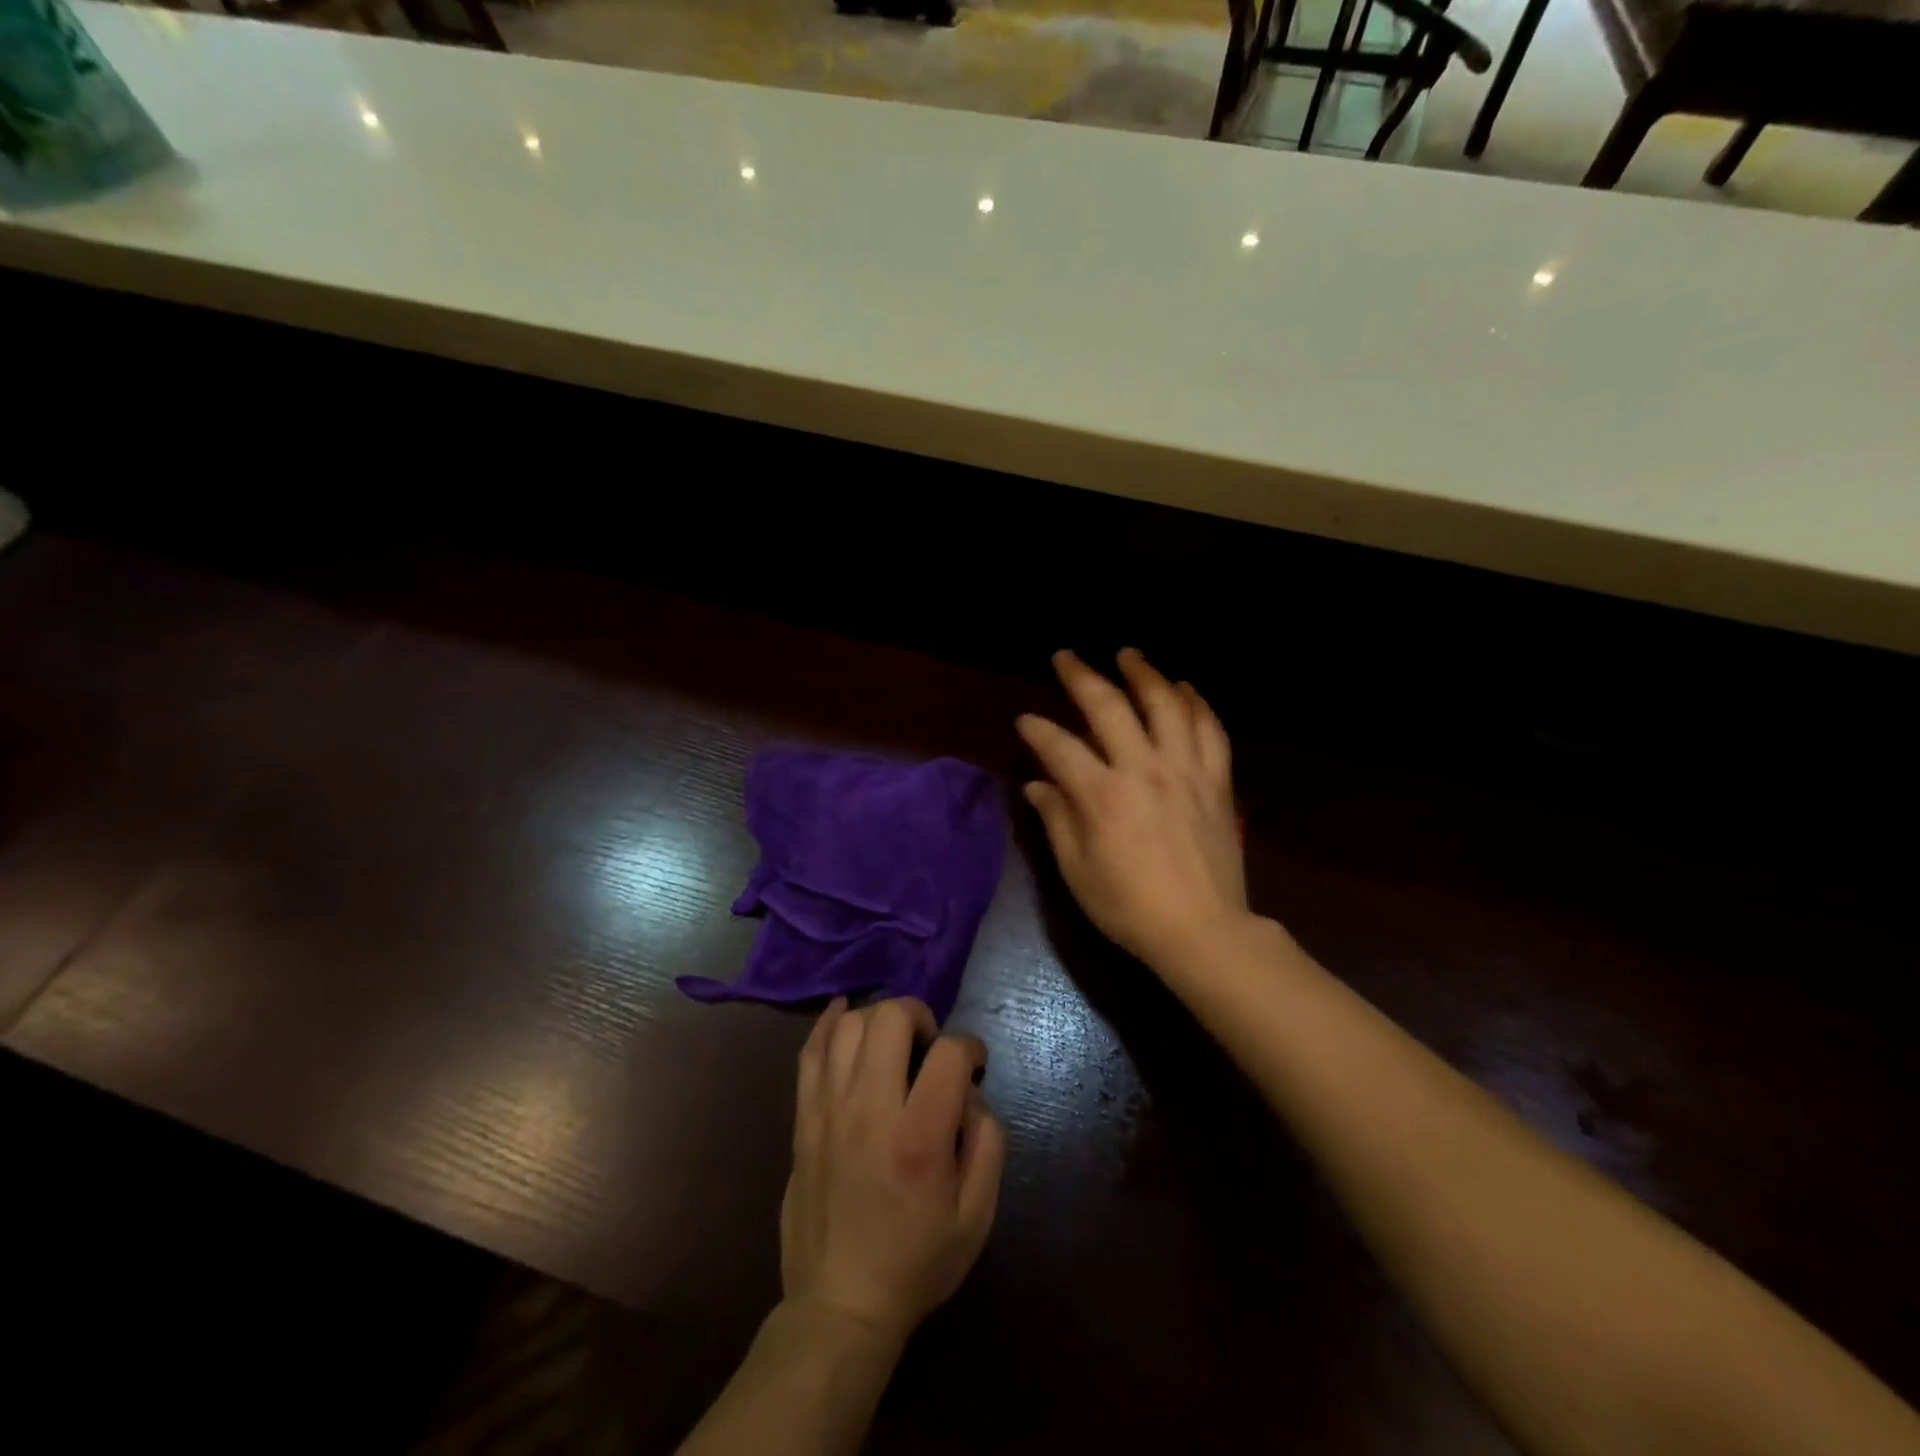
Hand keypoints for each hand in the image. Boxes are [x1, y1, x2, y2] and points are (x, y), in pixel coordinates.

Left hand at [781, 997, 1004, 1344]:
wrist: (840, 1305)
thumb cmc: (917, 1261)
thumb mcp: (977, 1215)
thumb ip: (988, 1142)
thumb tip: (970, 1092)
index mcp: (919, 1139)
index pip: (948, 1053)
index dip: (970, 1048)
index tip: (974, 1065)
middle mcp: (870, 1111)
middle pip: (890, 1018)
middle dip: (920, 1015)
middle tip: (929, 1044)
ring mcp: (829, 1111)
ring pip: (849, 1026)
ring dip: (879, 1019)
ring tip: (894, 1040)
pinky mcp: (803, 1119)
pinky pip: (809, 1052)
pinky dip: (829, 1023)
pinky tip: (846, 1012)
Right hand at [1017, 649, 1248, 968]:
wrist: (1204, 931)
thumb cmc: (1130, 907)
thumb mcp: (1078, 872)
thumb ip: (1057, 820)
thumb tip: (1037, 785)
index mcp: (1102, 795)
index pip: (1059, 746)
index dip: (1036, 729)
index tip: (1025, 721)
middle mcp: (1143, 770)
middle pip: (1109, 707)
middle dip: (1081, 676)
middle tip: (1066, 656)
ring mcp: (1185, 771)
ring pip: (1166, 705)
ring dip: (1144, 673)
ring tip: (1128, 654)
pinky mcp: (1216, 781)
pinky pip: (1211, 730)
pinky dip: (1196, 703)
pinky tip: (1184, 688)